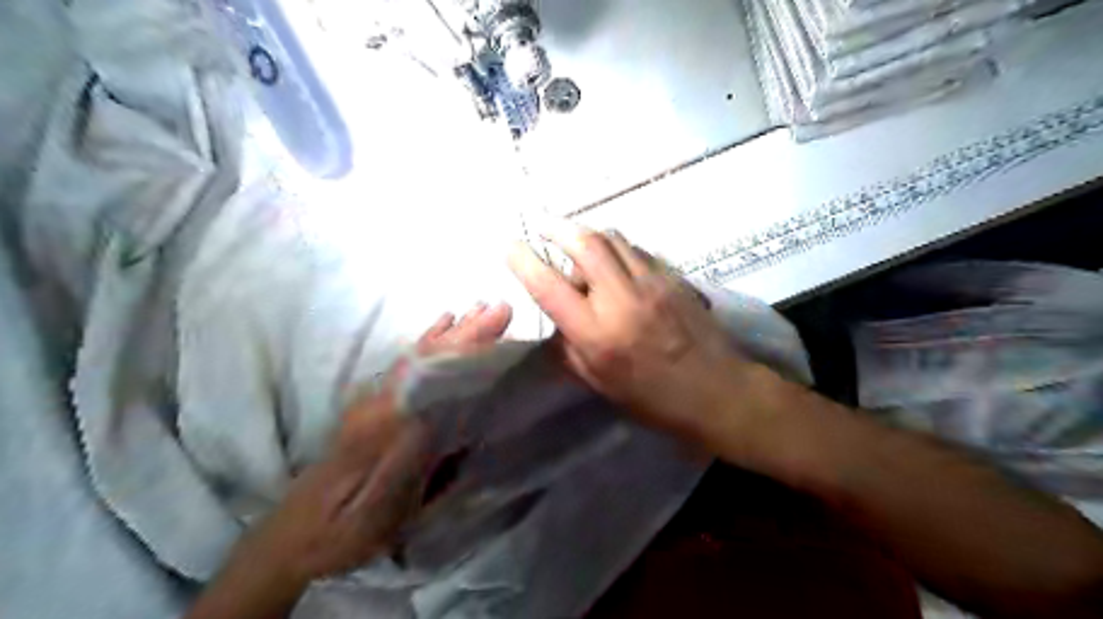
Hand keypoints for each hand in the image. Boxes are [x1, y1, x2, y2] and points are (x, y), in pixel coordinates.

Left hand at [226, 305, 516, 585]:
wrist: (293, 536)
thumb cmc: (344, 530)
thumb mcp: (381, 511)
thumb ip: (412, 462)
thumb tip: (445, 413)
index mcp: (385, 423)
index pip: (434, 372)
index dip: (467, 346)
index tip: (497, 323)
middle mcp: (379, 402)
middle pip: (427, 356)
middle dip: (466, 331)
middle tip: (500, 308)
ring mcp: (374, 401)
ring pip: (416, 356)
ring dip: (450, 332)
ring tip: (478, 310)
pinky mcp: (373, 407)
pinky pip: (406, 365)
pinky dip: (427, 343)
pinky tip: (439, 331)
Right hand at [509, 219, 759, 437]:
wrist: (717, 391)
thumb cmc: (653, 398)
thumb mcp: (599, 382)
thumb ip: (570, 347)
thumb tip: (556, 318)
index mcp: (598, 334)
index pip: (550, 287)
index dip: (524, 261)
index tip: (510, 246)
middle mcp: (622, 299)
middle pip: (585, 243)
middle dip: (557, 227)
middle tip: (542, 224)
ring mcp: (653, 283)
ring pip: (614, 238)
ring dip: (588, 235)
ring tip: (577, 243)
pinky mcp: (674, 277)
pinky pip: (637, 249)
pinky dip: (617, 248)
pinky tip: (615, 261)